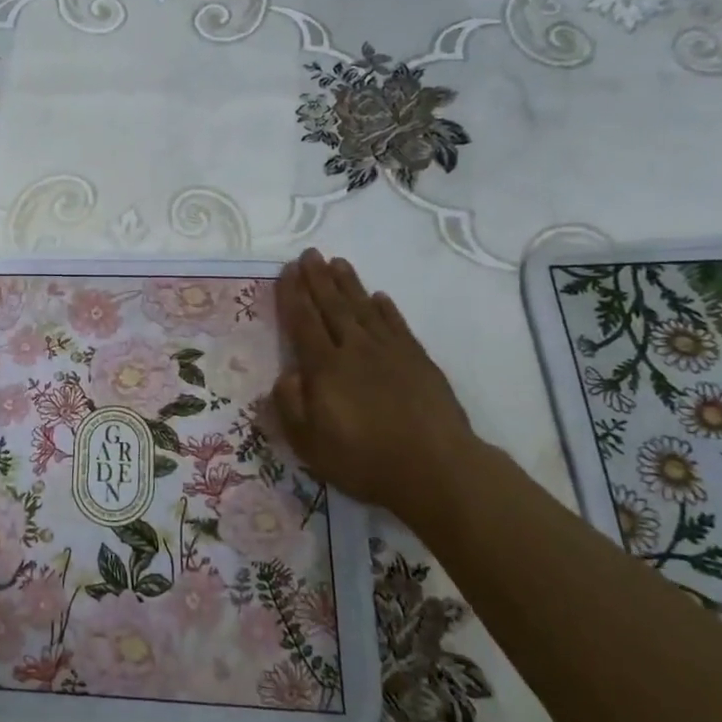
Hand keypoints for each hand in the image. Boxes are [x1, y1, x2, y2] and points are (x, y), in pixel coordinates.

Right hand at [271, 250, 480, 523]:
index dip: (293, 295)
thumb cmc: (365, 460)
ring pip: (364, 309)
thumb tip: (285, 375)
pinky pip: (397, 325)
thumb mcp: (310, 444)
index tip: (287, 270)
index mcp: (324, 368)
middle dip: (318, 279)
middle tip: (310, 253)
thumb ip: (290, 406)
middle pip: (332, 307)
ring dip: (348, 284)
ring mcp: (390, 352)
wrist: (436, 468)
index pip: (303, 322)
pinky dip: (386, 309)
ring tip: (337, 262)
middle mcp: (354, 350)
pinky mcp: (418, 360)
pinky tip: (379, 297)